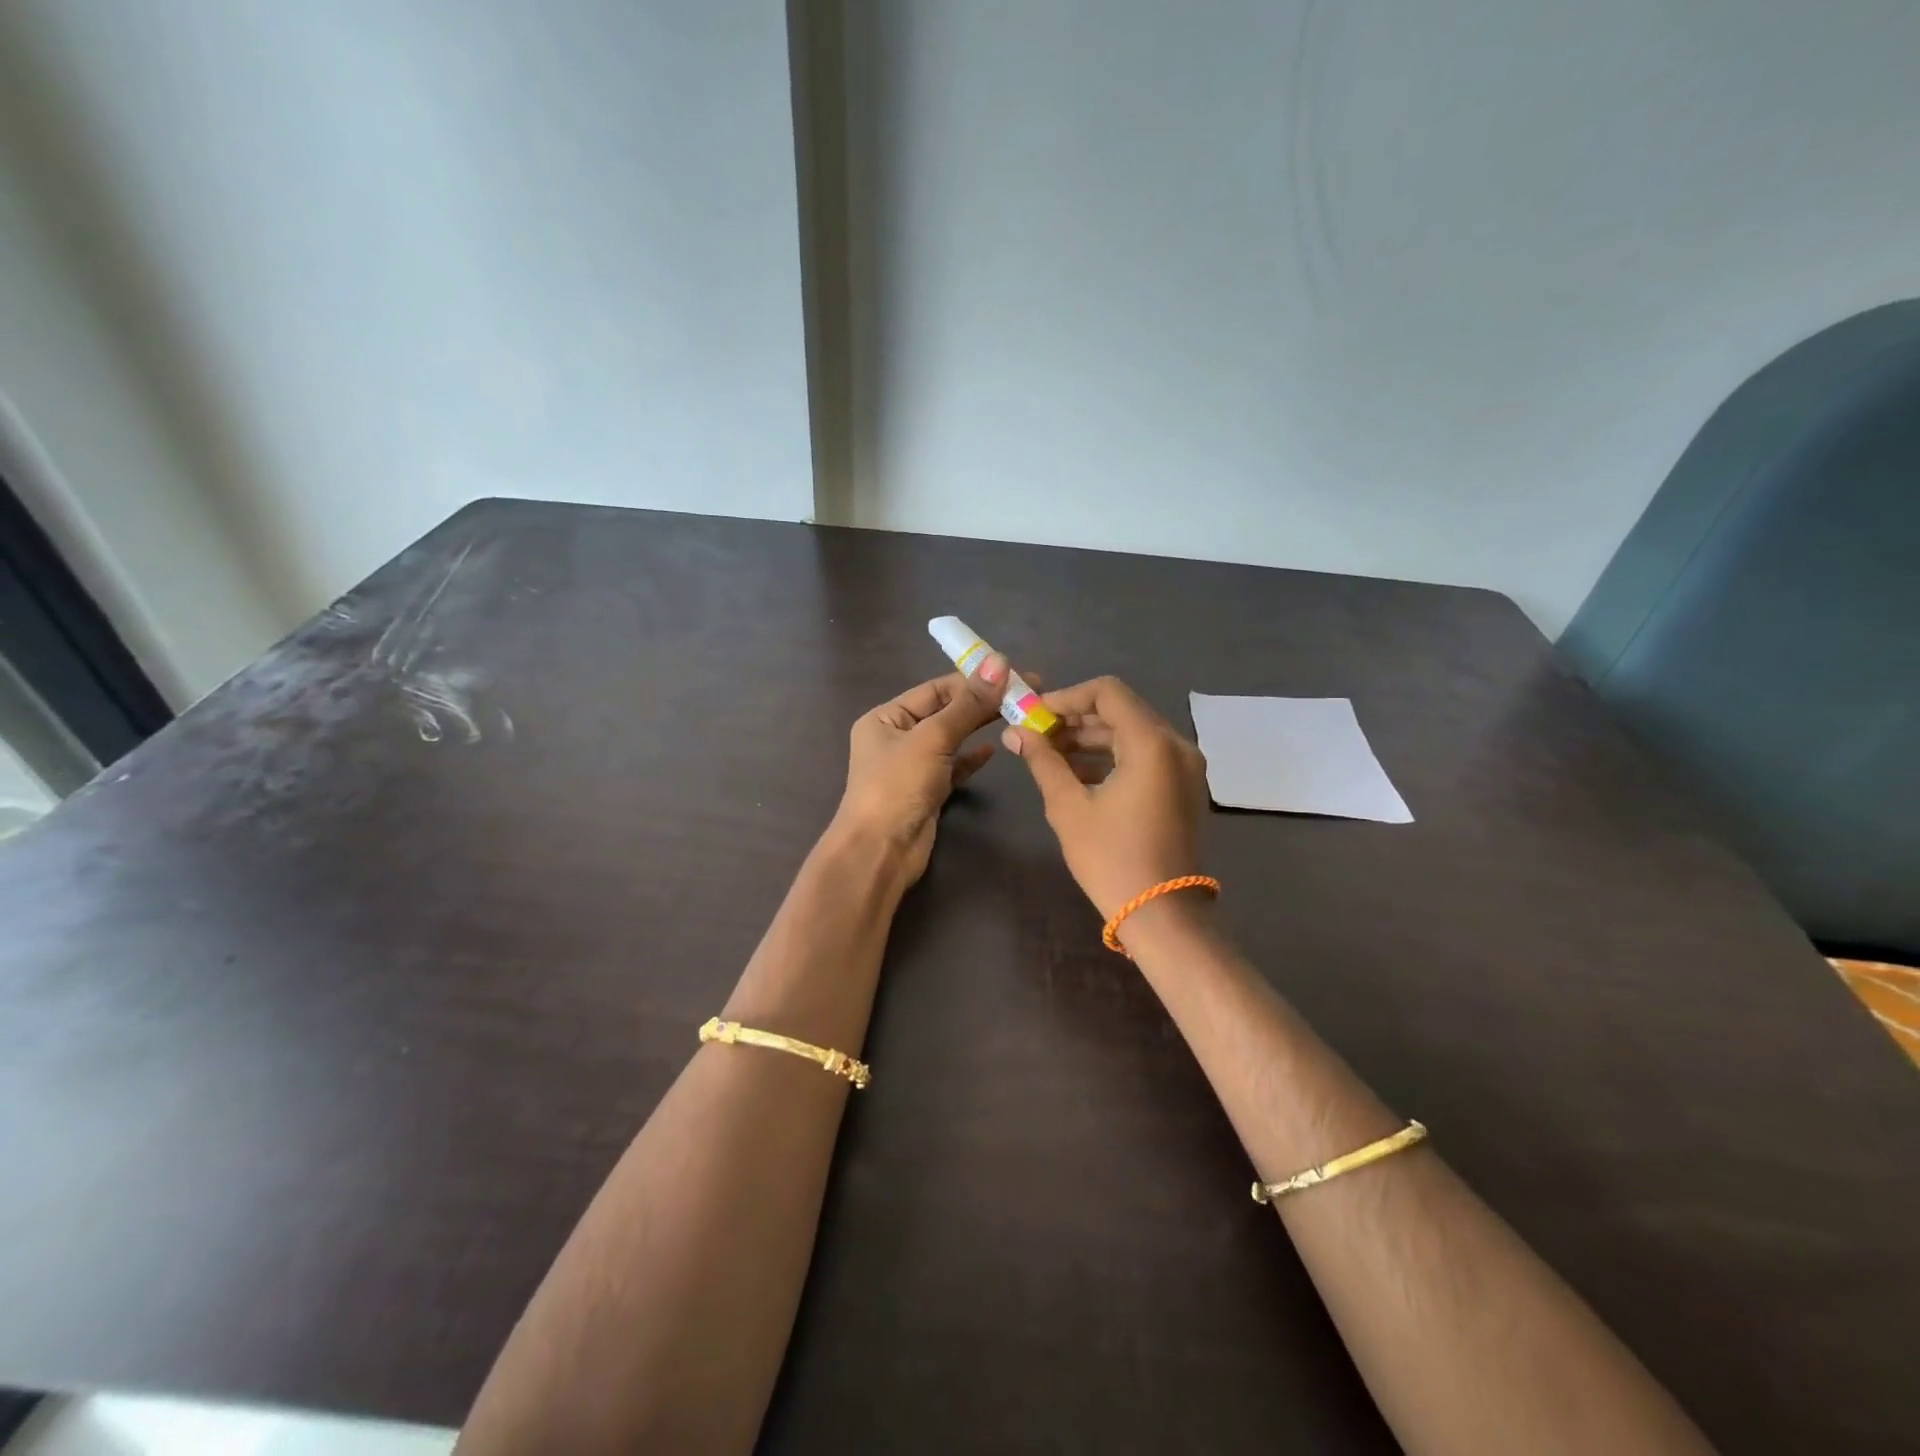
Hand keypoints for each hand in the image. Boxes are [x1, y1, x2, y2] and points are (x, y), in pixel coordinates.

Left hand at [834, 673, 1003, 884]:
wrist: (881, 852)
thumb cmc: (898, 786)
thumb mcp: (933, 738)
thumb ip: (968, 704)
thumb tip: (1000, 662)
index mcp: (886, 717)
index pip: (935, 689)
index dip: (973, 680)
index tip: (1013, 674)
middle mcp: (896, 737)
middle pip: (945, 711)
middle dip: (982, 702)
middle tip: (1027, 693)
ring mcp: (912, 766)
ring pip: (952, 739)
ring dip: (980, 727)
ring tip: (1018, 715)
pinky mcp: (928, 791)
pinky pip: (954, 766)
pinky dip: (973, 758)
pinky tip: (994, 749)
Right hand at [993, 670, 1210, 935]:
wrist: (1162, 916)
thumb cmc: (1112, 860)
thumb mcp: (1069, 807)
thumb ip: (1043, 761)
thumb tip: (1015, 732)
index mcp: (1152, 743)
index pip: (1107, 692)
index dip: (1066, 696)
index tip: (1034, 715)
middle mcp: (1176, 745)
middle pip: (1121, 711)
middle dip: (1075, 718)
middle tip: (1036, 734)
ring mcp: (1185, 767)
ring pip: (1131, 734)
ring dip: (1091, 738)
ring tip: (1049, 754)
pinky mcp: (1183, 787)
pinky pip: (1144, 756)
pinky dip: (1111, 757)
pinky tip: (1077, 774)